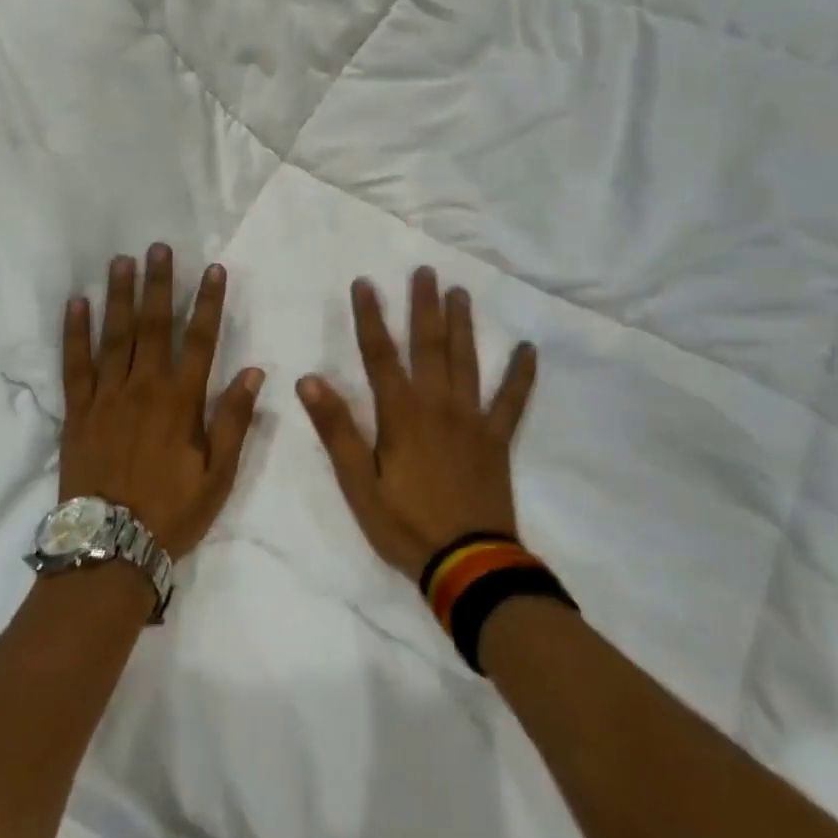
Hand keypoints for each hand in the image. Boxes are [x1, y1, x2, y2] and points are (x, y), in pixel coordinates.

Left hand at [60, 245, 264, 558]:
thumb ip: (234, 421)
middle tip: (159, 247)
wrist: (109, 549)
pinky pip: (74, 364)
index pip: (200, 340)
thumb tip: (254, 371)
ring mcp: (106, 397)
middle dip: (159, 284)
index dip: (208, 303)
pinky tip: (76, 304)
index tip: (213, 270)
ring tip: (121, 261)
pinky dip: (75, 332)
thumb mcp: (218, 476)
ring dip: (119, 296)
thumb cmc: (171, 513)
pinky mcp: (76, 411)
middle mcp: (143, 388)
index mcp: (181, 402)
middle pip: (153, 326)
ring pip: (114, 336)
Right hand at [297, 269, 536, 582]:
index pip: (380, 354)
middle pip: (429, 346)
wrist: (468, 565)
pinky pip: (512, 402)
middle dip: (424, 307)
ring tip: (461, 293)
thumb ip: (336, 429)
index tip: (365, 283)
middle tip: (425, 272)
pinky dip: (521, 376)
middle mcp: (438, 405)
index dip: (370, 317)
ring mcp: (472, 420)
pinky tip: (529, 350)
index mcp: (401, 414)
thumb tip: (309, 379)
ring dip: (463, 325)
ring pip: (467, 362)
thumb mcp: (358, 483)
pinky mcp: (497, 440)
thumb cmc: (405, 525)